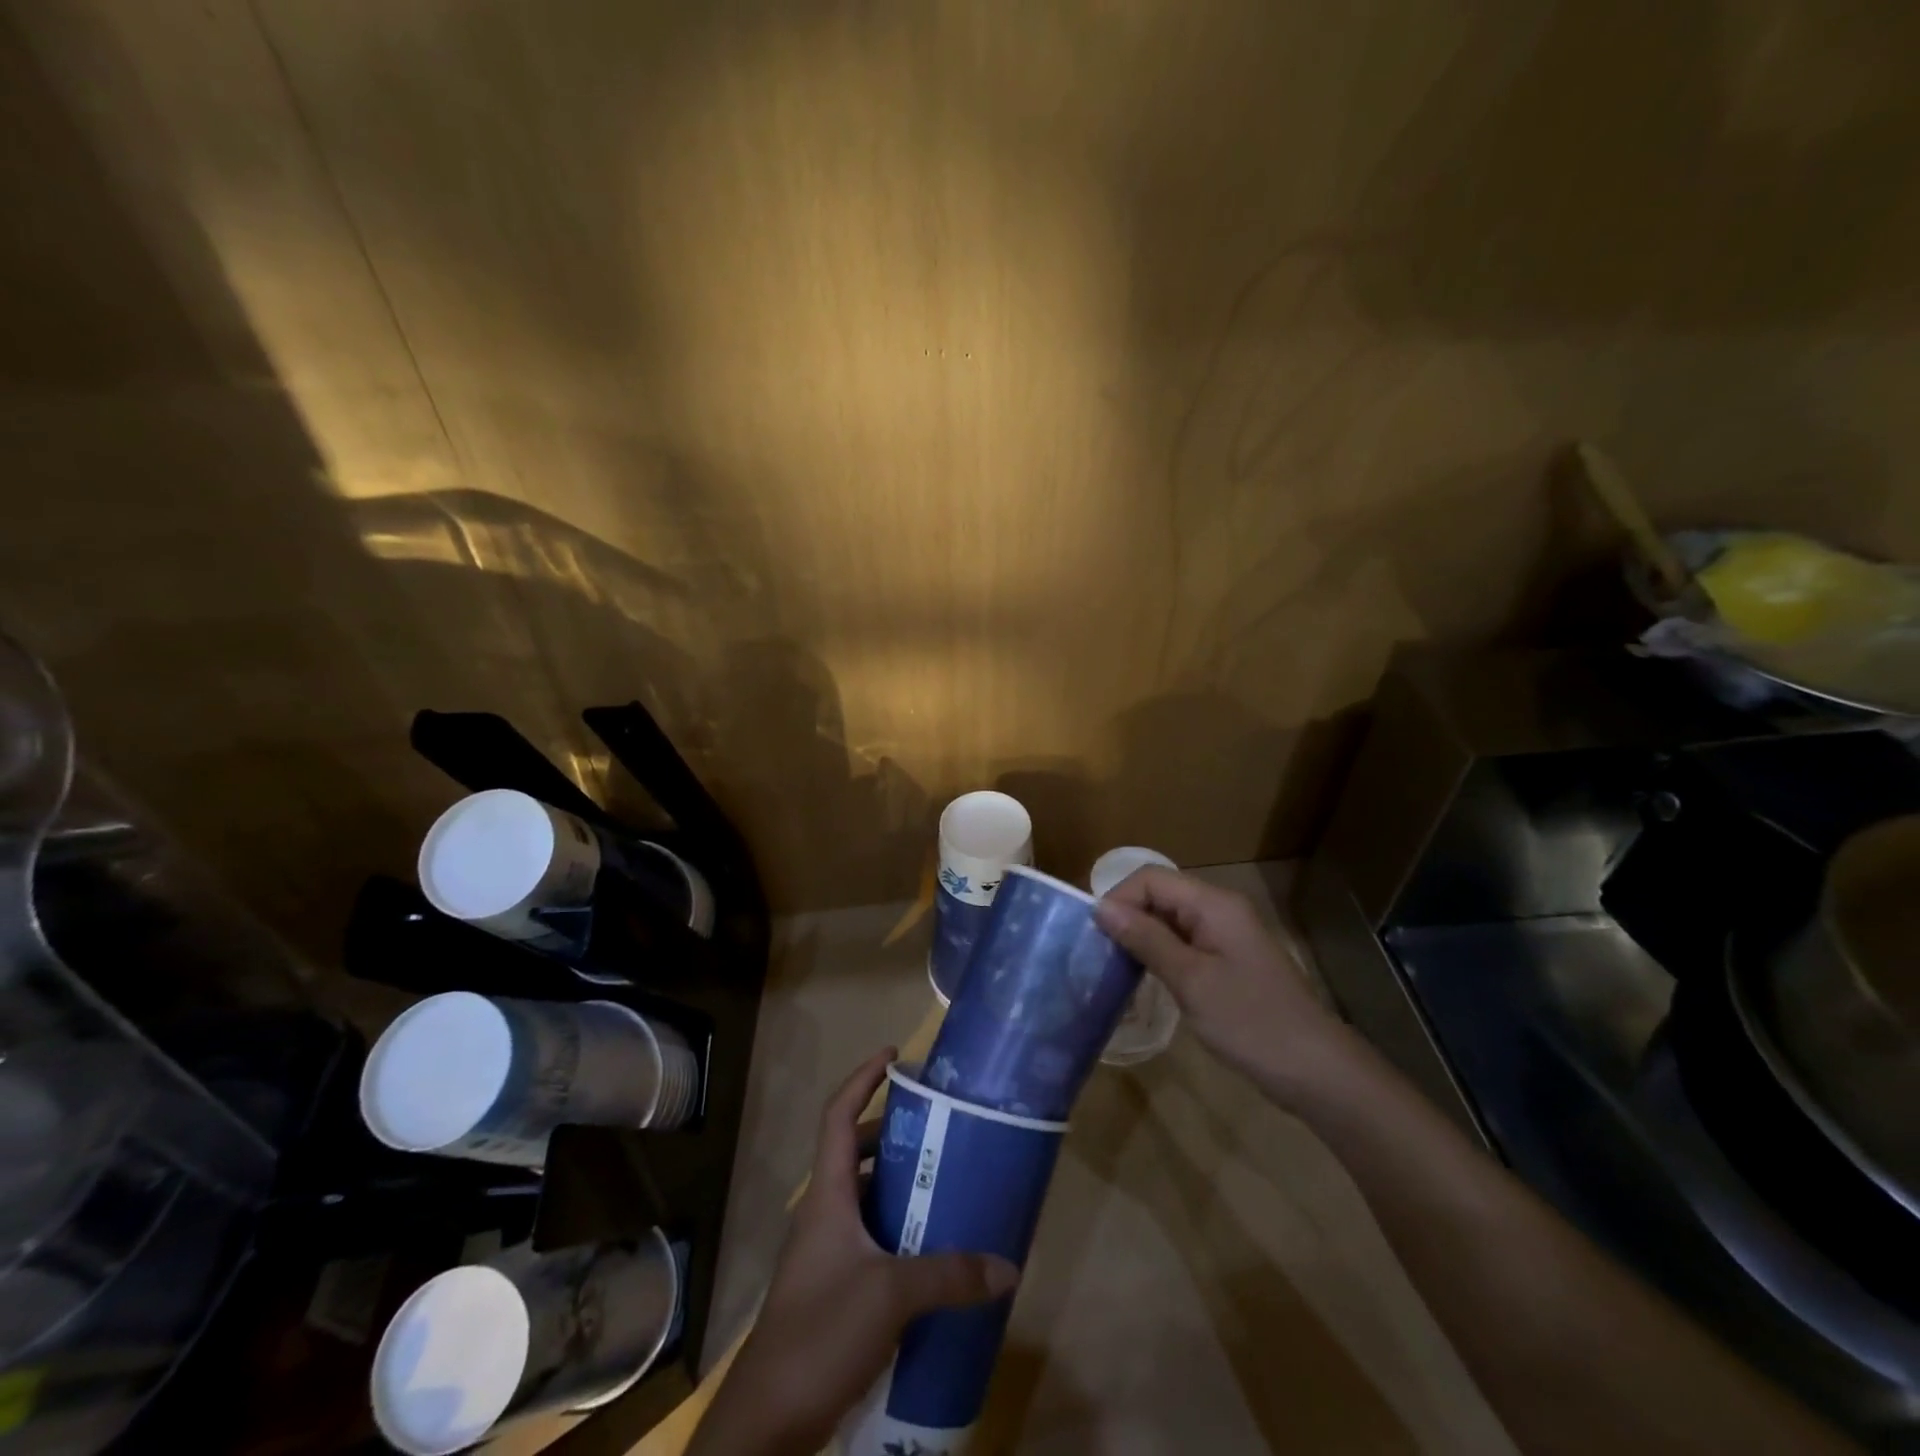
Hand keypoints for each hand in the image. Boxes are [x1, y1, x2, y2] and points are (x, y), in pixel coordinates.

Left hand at [689, 1049, 1019, 1455]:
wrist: (767, 1421)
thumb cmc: (820, 1332)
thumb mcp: (891, 1296)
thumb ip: (949, 1275)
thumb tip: (1007, 1266)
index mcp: (827, 1194)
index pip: (838, 1114)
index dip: (863, 1078)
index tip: (894, 1054)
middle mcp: (823, 1212)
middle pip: (853, 1151)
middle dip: (891, 1132)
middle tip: (936, 1127)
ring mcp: (824, 1251)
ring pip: (862, 1197)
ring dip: (896, 1184)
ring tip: (941, 1180)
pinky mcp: (832, 1287)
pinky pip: (868, 1237)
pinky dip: (896, 1230)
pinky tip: (929, 1250)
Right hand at [1093, 867, 1353, 1100]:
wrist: (1315, 1070)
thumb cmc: (1250, 1021)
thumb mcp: (1190, 980)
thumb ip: (1146, 939)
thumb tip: (1101, 907)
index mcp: (1214, 904)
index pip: (1151, 878)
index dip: (1119, 899)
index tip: (1097, 938)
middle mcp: (1220, 909)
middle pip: (1160, 895)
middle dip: (1127, 918)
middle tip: (1101, 956)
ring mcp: (1226, 935)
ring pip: (1169, 919)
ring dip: (1141, 937)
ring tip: (1116, 969)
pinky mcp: (1228, 959)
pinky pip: (1184, 942)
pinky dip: (1160, 953)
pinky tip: (1146, 979)